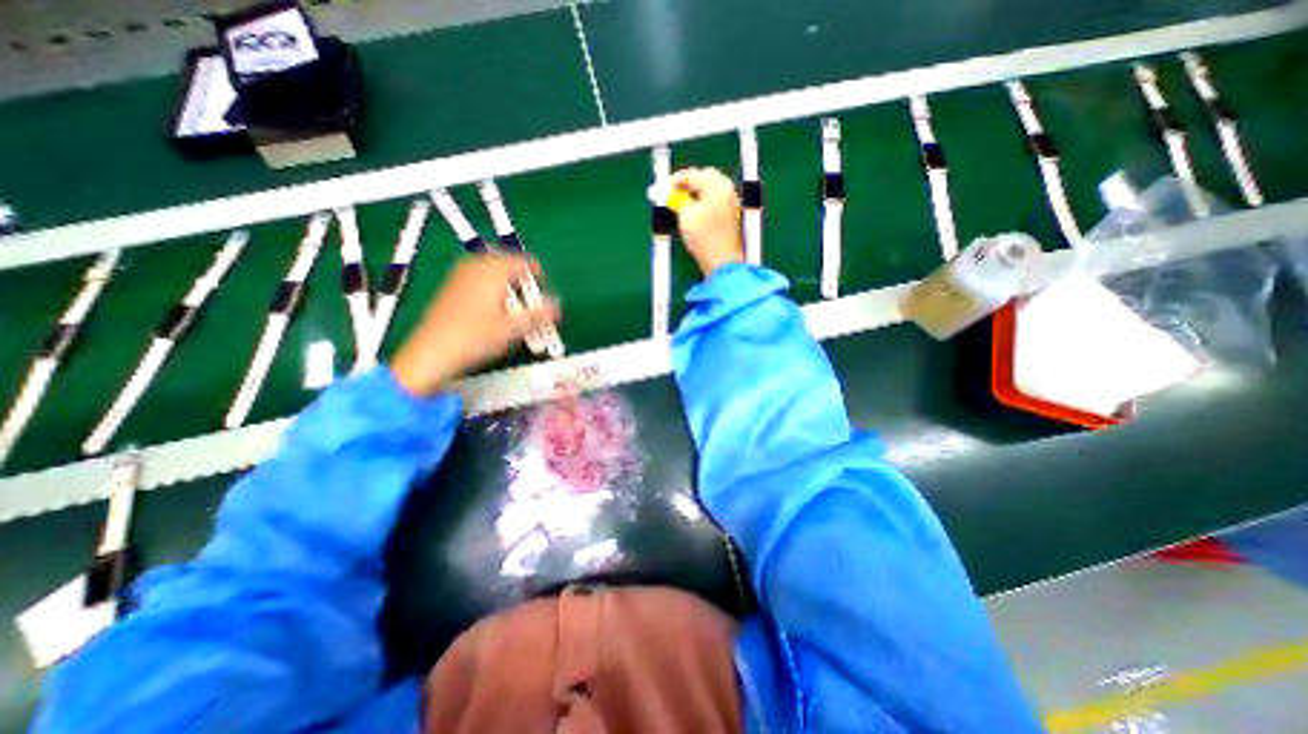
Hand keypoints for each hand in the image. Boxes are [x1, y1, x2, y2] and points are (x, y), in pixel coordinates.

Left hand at [383, 256, 553, 398]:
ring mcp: (460, 275)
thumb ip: (539, 314)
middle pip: (507, 262)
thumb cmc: (476, 338)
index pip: (523, 261)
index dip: (538, 275)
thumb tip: (558, 306)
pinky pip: (478, 277)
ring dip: (507, 284)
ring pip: (491, 270)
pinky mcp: (451, 287)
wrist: (432, 352)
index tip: (544, 291)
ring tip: (514, 307)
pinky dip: (492, 287)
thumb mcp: (513, 328)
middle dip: (522, 280)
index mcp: (493, 270)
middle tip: (530, 300)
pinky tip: (493, 310)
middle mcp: (476, 266)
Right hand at [673, 167, 745, 273]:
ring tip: (681, 204)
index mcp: (717, 185)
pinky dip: (703, 202)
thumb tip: (670, 193)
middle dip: (687, 183)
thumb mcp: (685, 215)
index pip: (692, 174)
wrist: (722, 261)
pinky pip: (714, 201)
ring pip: (710, 190)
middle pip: (705, 177)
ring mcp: (731, 203)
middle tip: (672, 194)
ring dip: (695, 193)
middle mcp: (727, 189)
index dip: (674, 180)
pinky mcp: (730, 216)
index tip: (661, 189)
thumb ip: (677, 199)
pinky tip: (693, 212)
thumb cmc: (703, 236)